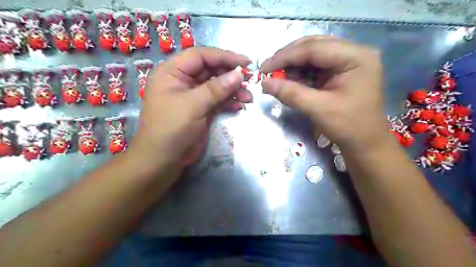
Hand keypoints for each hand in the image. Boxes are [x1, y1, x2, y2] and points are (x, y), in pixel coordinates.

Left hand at [128, 46, 250, 166]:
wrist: (163, 160)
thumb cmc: (171, 128)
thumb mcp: (193, 105)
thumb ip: (216, 88)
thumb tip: (239, 73)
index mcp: (172, 72)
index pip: (201, 56)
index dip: (224, 56)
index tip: (245, 63)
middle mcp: (182, 80)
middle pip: (210, 70)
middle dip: (230, 75)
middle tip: (250, 80)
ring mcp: (192, 96)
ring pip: (216, 86)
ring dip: (232, 90)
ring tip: (248, 97)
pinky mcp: (200, 109)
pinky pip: (217, 100)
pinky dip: (228, 102)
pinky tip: (239, 105)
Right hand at [260, 35, 389, 151]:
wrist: (365, 143)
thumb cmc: (348, 127)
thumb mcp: (318, 109)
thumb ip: (291, 93)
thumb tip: (264, 83)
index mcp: (355, 57)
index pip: (313, 48)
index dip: (285, 57)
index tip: (264, 68)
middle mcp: (353, 53)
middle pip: (312, 47)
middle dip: (288, 59)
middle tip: (268, 71)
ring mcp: (346, 61)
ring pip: (311, 56)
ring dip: (292, 67)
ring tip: (276, 79)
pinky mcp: (340, 72)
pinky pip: (314, 67)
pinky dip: (299, 74)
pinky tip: (289, 82)